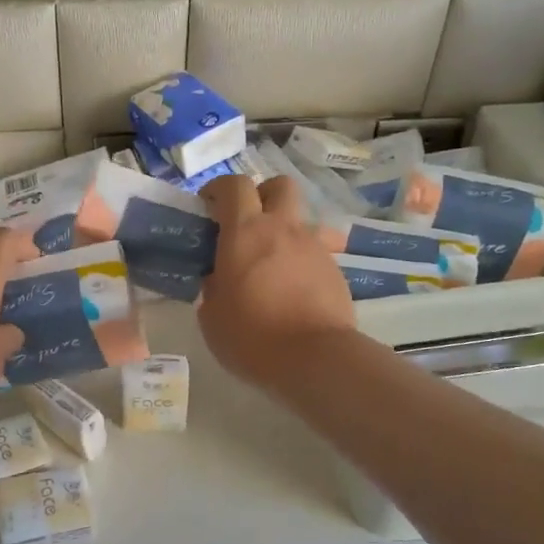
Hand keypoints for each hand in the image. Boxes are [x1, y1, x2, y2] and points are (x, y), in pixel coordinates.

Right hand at [197, 174, 355, 390]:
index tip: (208, 207)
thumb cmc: (251, 335)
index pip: (233, 185)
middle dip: (262, 195)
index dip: (218, 189)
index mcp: (244, 232)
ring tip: (273, 262)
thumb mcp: (212, 315)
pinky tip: (293, 290)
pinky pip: (316, 252)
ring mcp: (313, 247)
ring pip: (301, 220)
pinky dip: (301, 262)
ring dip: (285, 231)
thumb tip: (219, 280)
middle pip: (279, 186)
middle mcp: (282, 228)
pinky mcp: (335, 270)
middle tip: (247, 223)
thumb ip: (213, 287)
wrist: (315, 358)